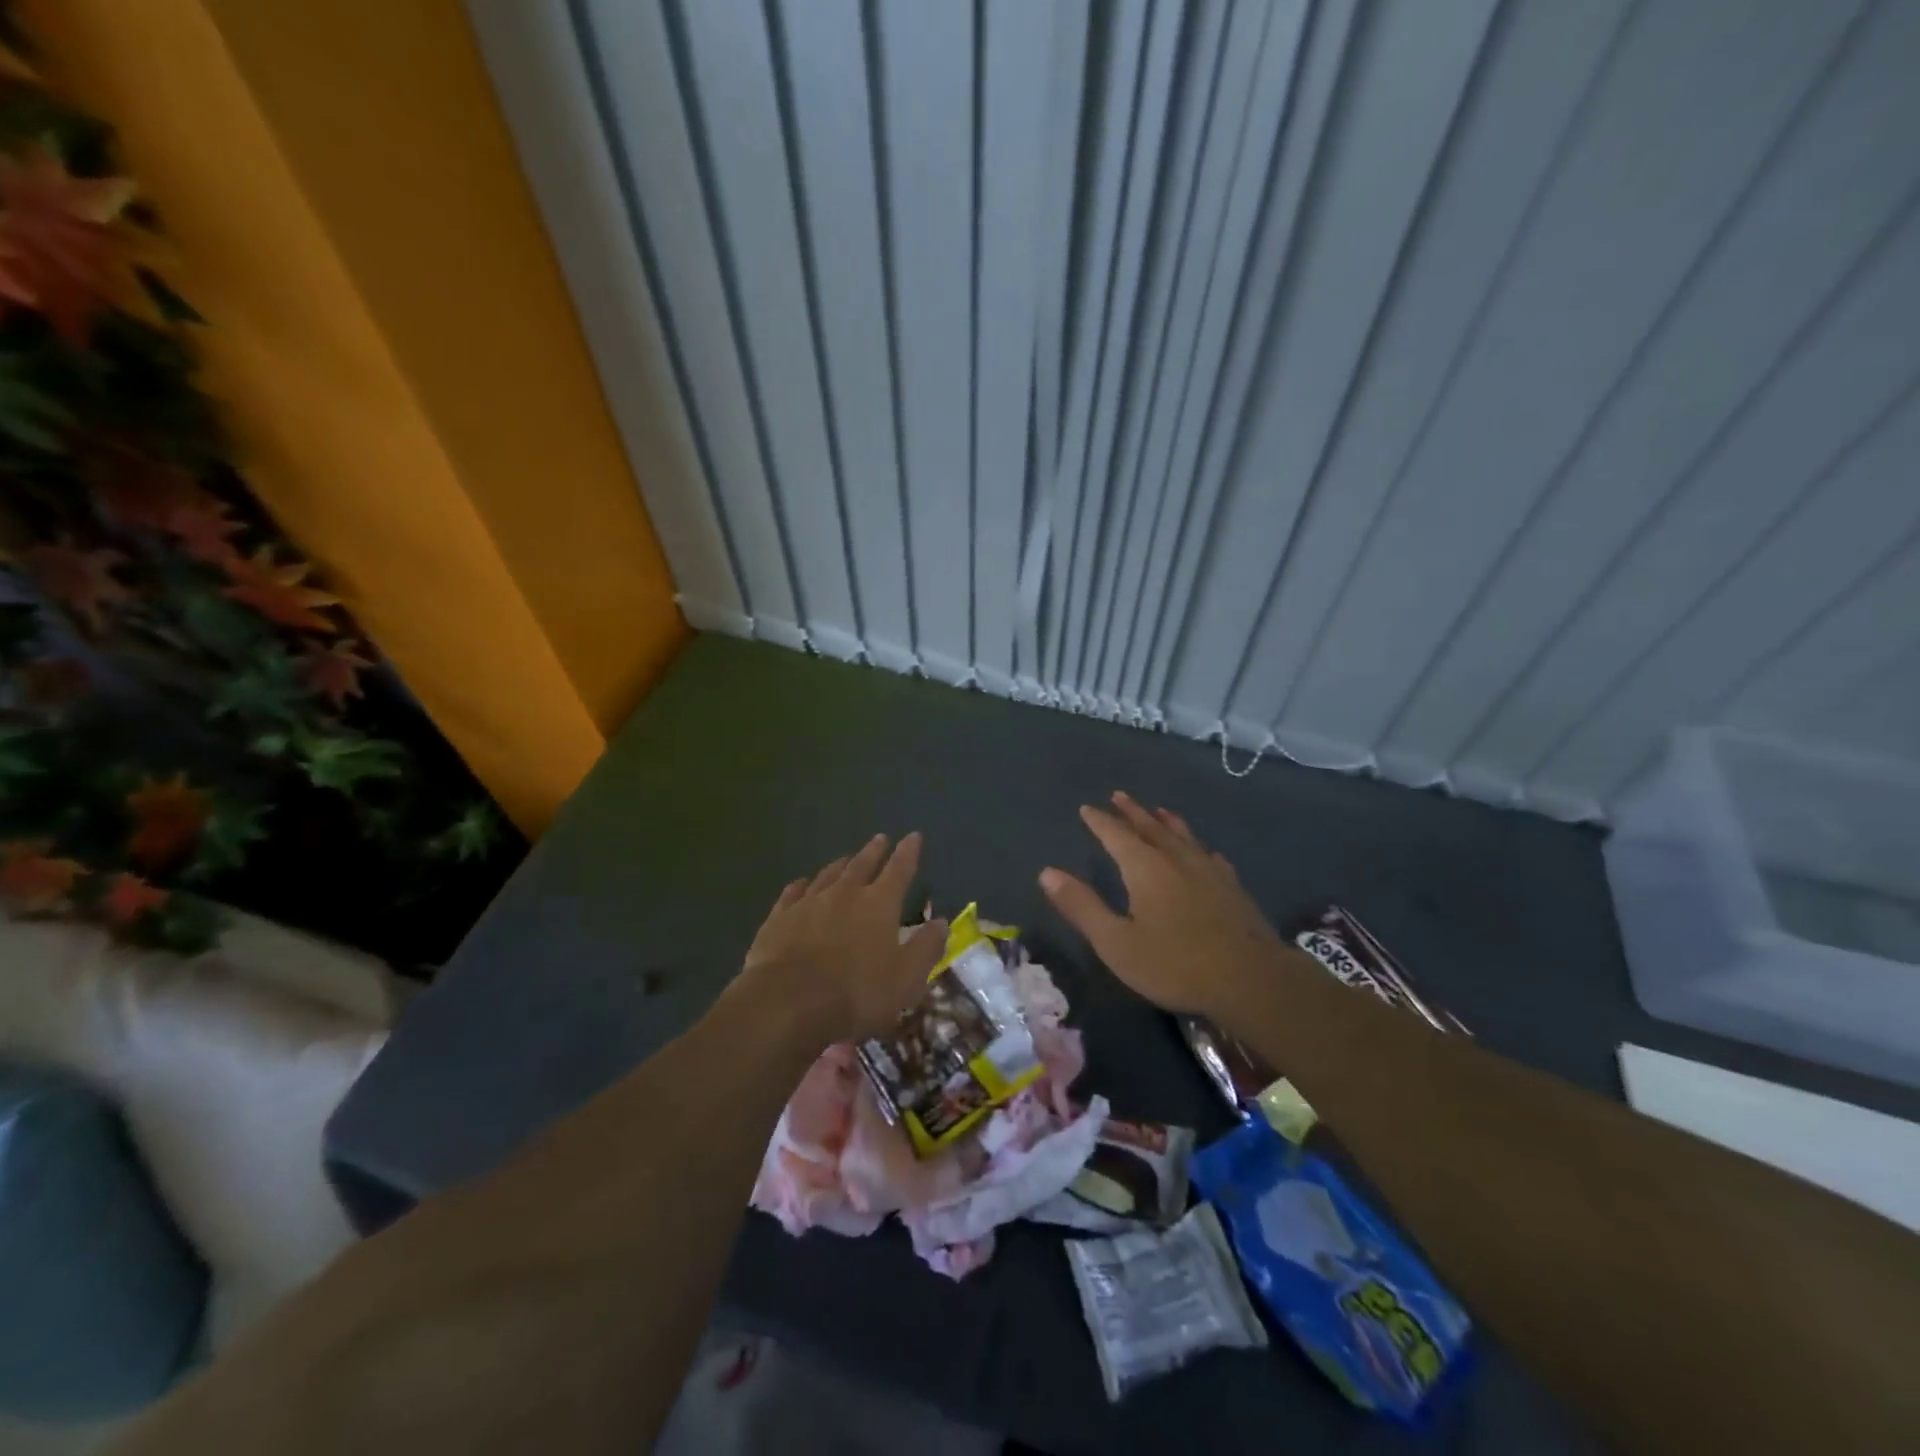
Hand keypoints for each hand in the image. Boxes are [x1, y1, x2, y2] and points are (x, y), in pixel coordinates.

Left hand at [739, 832, 946, 1044]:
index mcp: (879, 904)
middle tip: (880, 838)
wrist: (786, 1003)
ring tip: (845, 859)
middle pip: (862, 865)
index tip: (913, 836)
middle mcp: (845, 893)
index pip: (899, 870)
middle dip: (874, 851)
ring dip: (840, 865)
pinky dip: (801, 886)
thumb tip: (941, 922)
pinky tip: (801, 884)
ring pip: (828, 875)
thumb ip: (925, 948)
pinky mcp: (779, 918)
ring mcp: (808, 902)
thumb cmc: (856, 993)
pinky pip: (793, 893)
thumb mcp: (905, 979)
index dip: (908, 852)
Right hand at [1041, 791, 1285, 1016]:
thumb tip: (1047, 872)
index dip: (1100, 821)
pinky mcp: (1232, 888)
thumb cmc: (1175, 964)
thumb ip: (1082, 906)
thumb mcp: (1116, 943)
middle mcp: (1176, 859)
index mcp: (1145, 868)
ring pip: (1183, 837)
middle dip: (1132, 812)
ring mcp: (1208, 871)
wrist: (1251, 980)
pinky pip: (1210, 857)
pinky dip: (1199, 849)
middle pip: (1150, 827)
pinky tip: (1205, 853)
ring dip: (1166, 822)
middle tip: (1119, 795)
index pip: (1116, 835)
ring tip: (1159, 810)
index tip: (1088, 808)